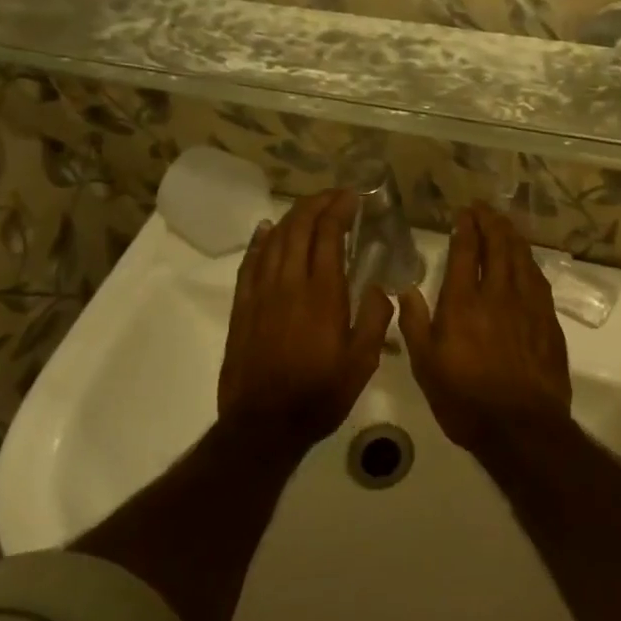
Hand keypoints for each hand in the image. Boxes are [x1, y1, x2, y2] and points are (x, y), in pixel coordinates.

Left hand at [218, 189, 392, 452]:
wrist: (264, 424)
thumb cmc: (320, 394)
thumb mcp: (362, 362)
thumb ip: (374, 319)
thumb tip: (378, 287)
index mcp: (322, 294)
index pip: (328, 235)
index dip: (339, 209)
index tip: (353, 197)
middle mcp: (289, 283)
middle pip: (299, 228)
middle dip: (317, 204)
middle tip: (335, 196)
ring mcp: (261, 293)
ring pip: (274, 240)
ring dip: (292, 217)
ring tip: (309, 207)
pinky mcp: (243, 307)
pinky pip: (250, 263)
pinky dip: (260, 240)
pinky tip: (267, 229)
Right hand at [398, 204, 573, 454]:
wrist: (522, 427)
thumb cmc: (465, 400)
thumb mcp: (425, 367)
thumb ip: (415, 324)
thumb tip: (406, 290)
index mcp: (464, 302)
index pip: (467, 251)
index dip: (466, 228)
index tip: (464, 213)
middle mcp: (498, 294)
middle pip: (499, 246)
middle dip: (491, 222)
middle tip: (484, 209)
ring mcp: (528, 305)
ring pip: (522, 258)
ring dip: (512, 236)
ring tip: (504, 224)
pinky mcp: (548, 320)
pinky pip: (538, 279)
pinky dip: (529, 261)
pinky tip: (526, 261)